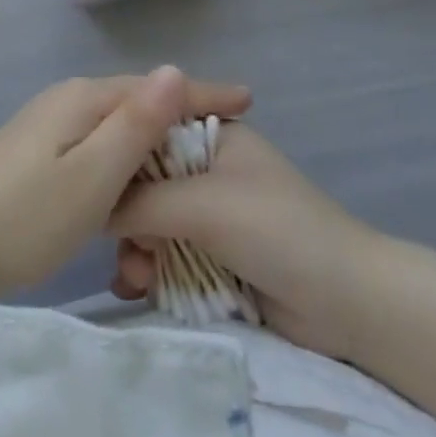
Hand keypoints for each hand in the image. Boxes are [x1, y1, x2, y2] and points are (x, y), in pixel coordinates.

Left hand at [0, 67, 250, 302]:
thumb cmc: (22, 216)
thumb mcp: (91, 175)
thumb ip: (135, 125)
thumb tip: (175, 70)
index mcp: (84, 99)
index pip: (157, 86)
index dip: (204, 93)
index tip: (250, 101)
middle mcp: (68, 100)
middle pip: (138, 101)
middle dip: (183, 114)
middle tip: (230, 136)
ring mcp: (49, 125)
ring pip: (117, 125)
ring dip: (155, 139)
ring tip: (196, 161)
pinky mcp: (39, 153)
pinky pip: (98, 145)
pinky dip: (127, 158)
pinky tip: (139, 181)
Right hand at [111, 123, 369, 360]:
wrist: (346, 302)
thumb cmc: (275, 229)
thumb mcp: (202, 205)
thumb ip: (141, 201)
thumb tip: (89, 205)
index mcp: (212, 137)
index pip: (149, 134)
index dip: (118, 158)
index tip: (92, 186)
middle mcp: (207, 171)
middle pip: (145, 184)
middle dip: (127, 217)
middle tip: (122, 247)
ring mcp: (212, 216)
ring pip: (152, 225)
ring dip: (137, 250)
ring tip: (135, 280)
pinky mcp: (215, 258)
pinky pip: (167, 257)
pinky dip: (151, 271)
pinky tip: (138, 289)